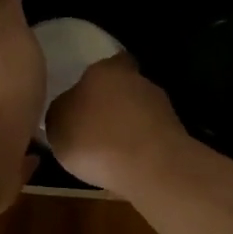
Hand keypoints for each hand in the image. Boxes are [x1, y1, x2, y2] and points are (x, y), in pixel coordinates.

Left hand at [0, 0, 44, 211]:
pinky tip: (34, 161)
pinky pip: (11, 162)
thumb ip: (5, 13)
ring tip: (37, 123)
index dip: (1, 49)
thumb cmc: (5, 87)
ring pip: (0, 128)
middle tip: (32, 88)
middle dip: (7, 90)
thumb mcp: (10, 37)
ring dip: (14, 124)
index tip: (17, 47)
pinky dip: (20, 160)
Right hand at [45, 53, 192, 197]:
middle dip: (111, 105)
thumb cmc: (94, 139)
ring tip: (109, 152)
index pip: (102, 65)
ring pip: (138, 112)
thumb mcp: (57, 125)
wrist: (150, 168)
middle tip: (93, 127)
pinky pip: (149, 136)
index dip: (93, 82)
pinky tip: (127, 164)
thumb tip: (69, 108)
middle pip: (121, 88)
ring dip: (127, 127)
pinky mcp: (176, 133)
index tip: (83, 100)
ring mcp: (161, 106)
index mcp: (104, 69)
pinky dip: (139, 146)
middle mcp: (137, 80)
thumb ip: (61, 110)